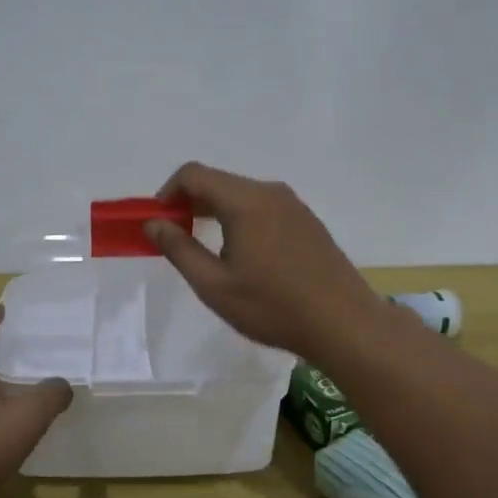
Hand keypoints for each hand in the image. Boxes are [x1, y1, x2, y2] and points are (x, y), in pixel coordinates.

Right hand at [144, 162, 392, 362]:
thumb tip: (153, 223)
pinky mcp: (307, 221)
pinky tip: (244, 254)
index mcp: (245, 201)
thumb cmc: (273, 307)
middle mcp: (270, 192)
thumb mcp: (214, 285)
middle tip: (176, 238)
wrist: (344, 323)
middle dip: (190, 202)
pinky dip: (241, 218)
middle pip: (218, 181)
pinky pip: (263, 207)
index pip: (193, 174)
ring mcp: (293, 205)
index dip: (167, 193)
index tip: (158, 222)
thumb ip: (179, 249)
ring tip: (206, 248)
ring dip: (215, 211)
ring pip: (242, 194)